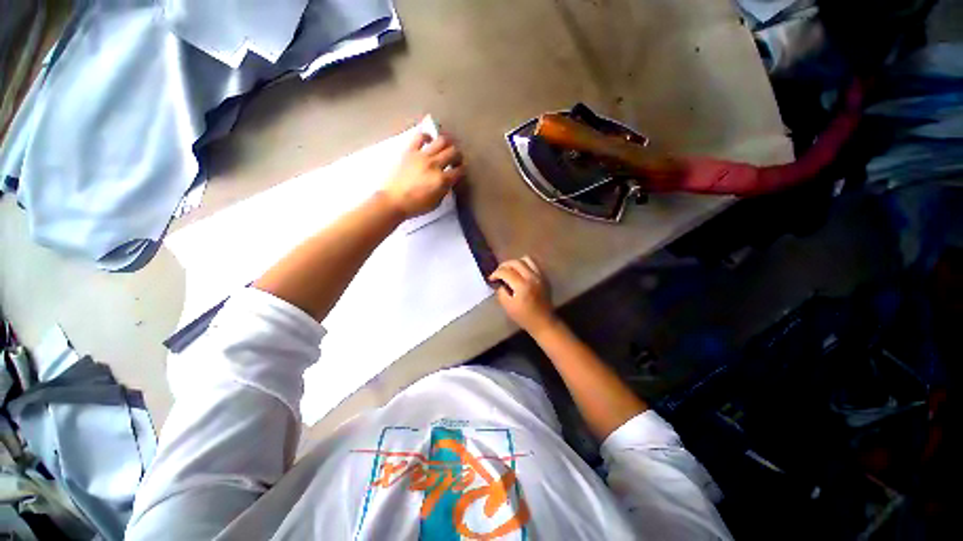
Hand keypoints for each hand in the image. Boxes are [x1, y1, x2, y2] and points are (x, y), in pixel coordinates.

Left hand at [381, 131, 464, 218]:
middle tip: (455, 159)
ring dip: (448, 143)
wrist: (394, 201)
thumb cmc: (416, 205)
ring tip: (446, 147)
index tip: (461, 170)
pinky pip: (420, 136)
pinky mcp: (410, 151)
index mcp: (442, 180)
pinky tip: (429, 141)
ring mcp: (422, 156)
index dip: (463, 170)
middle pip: (453, 152)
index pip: (460, 170)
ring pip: (441, 141)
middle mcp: (434, 165)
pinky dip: (427, 136)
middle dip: (458, 155)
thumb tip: (448, 181)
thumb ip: (445, 190)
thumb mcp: (437, 202)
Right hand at [490, 256, 558, 333]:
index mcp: (522, 285)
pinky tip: (520, 273)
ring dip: (515, 263)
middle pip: (515, 262)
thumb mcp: (508, 306)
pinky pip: (534, 264)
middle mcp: (532, 277)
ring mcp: (540, 276)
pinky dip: (524, 265)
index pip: (506, 272)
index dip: (496, 273)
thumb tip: (500, 283)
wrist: (543, 322)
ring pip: (526, 259)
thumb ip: (501, 292)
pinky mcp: (544, 277)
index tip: (491, 278)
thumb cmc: (524, 317)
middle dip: (504, 266)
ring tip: (510, 270)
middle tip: (498, 272)